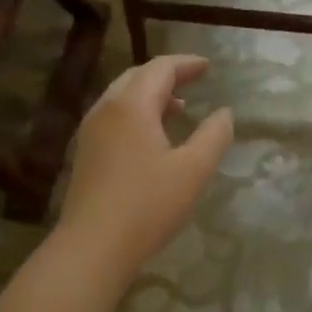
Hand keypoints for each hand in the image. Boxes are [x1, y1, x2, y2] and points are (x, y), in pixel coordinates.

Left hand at [56, 55, 233, 279]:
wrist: (93, 246)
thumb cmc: (148, 205)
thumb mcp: (193, 170)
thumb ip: (213, 136)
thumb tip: (224, 113)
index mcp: (132, 105)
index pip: (160, 69)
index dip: (186, 64)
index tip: (208, 66)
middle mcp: (106, 110)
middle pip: (137, 77)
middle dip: (167, 75)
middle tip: (194, 81)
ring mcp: (91, 132)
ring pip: (122, 98)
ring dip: (151, 96)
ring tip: (178, 109)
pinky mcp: (86, 154)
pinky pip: (113, 118)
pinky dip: (136, 114)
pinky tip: (152, 138)